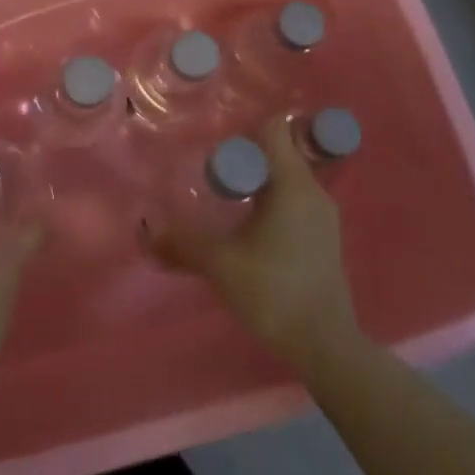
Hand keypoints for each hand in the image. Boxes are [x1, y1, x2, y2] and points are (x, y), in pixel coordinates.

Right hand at [144, 118, 358, 365]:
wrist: (326, 345)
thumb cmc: (274, 292)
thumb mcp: (220, 263)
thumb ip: (184, 242)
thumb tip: (148, 230)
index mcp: (294, 185)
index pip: (274, 129)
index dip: (244, 129)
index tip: (218, 145)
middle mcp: (314, 191)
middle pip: (279, 152)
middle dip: (245, 158)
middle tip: (212, 174)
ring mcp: (323, 215)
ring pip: (287, 179)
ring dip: (257, 182)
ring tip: (226, 199)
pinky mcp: (324, 237)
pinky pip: (294, 201)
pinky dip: (271, 202)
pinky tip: (248, 226)